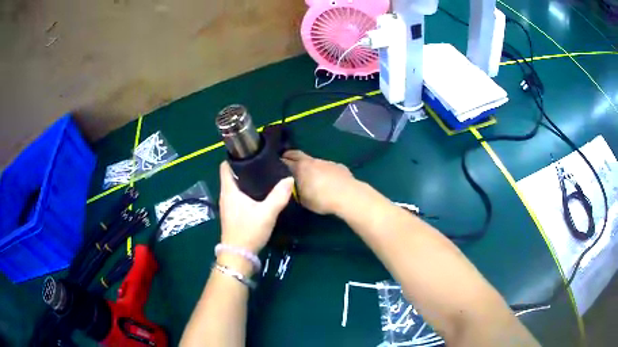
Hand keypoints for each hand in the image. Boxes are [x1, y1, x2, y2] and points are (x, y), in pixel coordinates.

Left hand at [218, 161, 293, 253]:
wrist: (239, 255)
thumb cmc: (249, 231)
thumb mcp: (267, 213)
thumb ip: (278, 196)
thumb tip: (289, 179)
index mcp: (229, 191)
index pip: (225, 166)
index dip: (234, 157)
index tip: (249, 151)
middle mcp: (225, 195)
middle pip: (231, 175)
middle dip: (244, 167)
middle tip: (261, 162)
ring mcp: (227, 205)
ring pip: (235, 186)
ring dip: (245, 180)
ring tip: (262, 175)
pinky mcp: (232, 214)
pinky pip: (237, 195)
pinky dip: (245, 190)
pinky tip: (259, 193)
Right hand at [282, 150, 355, 214]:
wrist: (348, 195)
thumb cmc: (321, 199)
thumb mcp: (303, 200)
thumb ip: (296, 190)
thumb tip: (294, 185)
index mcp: (300, 167)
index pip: (284, 161)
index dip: (279, 163)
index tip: (274, 166)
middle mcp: (311, 161)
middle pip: (297, 154)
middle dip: (290, 155)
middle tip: (285, 159)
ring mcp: (326, 162)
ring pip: (313, 160)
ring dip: (308, 165)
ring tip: (308, 173)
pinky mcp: (338, 166)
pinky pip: (326, 166)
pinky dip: (323, 170)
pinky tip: (326, 178)